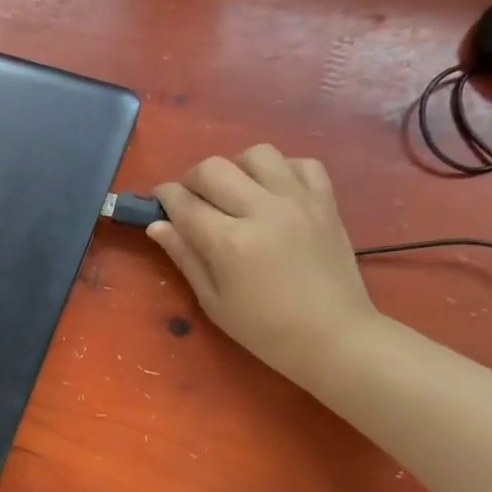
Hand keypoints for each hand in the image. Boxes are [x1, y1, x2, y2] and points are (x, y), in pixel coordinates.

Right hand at [149, 144, 377, 378]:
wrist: (334, 337)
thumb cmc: (265, 329)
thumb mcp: (213, 301)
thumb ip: (185, 257)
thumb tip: (157, 226)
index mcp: (230, 242)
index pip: (184, 202)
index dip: (164, 197)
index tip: (159, 202)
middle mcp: (263, 211)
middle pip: (214, 168)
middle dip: (192, 180)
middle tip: (193, 201)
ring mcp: (298, 202)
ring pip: (257, 154)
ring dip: (237, 168)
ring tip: (236, 193)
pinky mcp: (325, 202)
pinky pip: (301, 163)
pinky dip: (281, 170)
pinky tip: (274, 193)